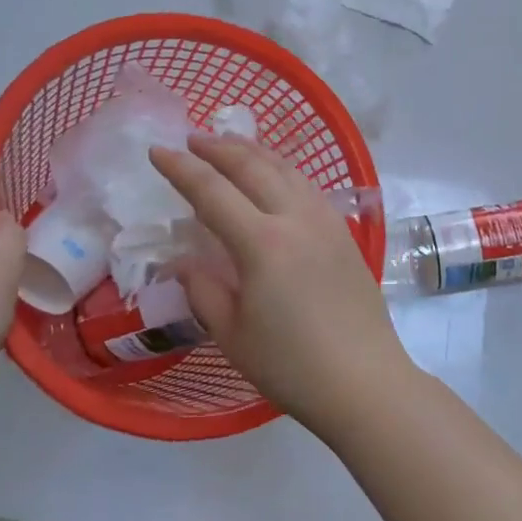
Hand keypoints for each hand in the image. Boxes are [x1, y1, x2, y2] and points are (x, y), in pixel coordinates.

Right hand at [150, 134, 414, 436]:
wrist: (364, 382)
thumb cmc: (291, 366)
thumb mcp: (232, 334)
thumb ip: (203, 290)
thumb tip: (183, 261)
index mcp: (262, 243)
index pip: (212, 192)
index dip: (181, 168)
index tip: (157, 151)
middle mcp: (295, 219)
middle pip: (253, 167)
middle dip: (219, 148)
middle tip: (192, 139)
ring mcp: (325, 222)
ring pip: (286, 169)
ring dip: (254, 152)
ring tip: (231, 145)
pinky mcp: (344, 233)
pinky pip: (307, 186)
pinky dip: (283, 170)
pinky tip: (276, 176)